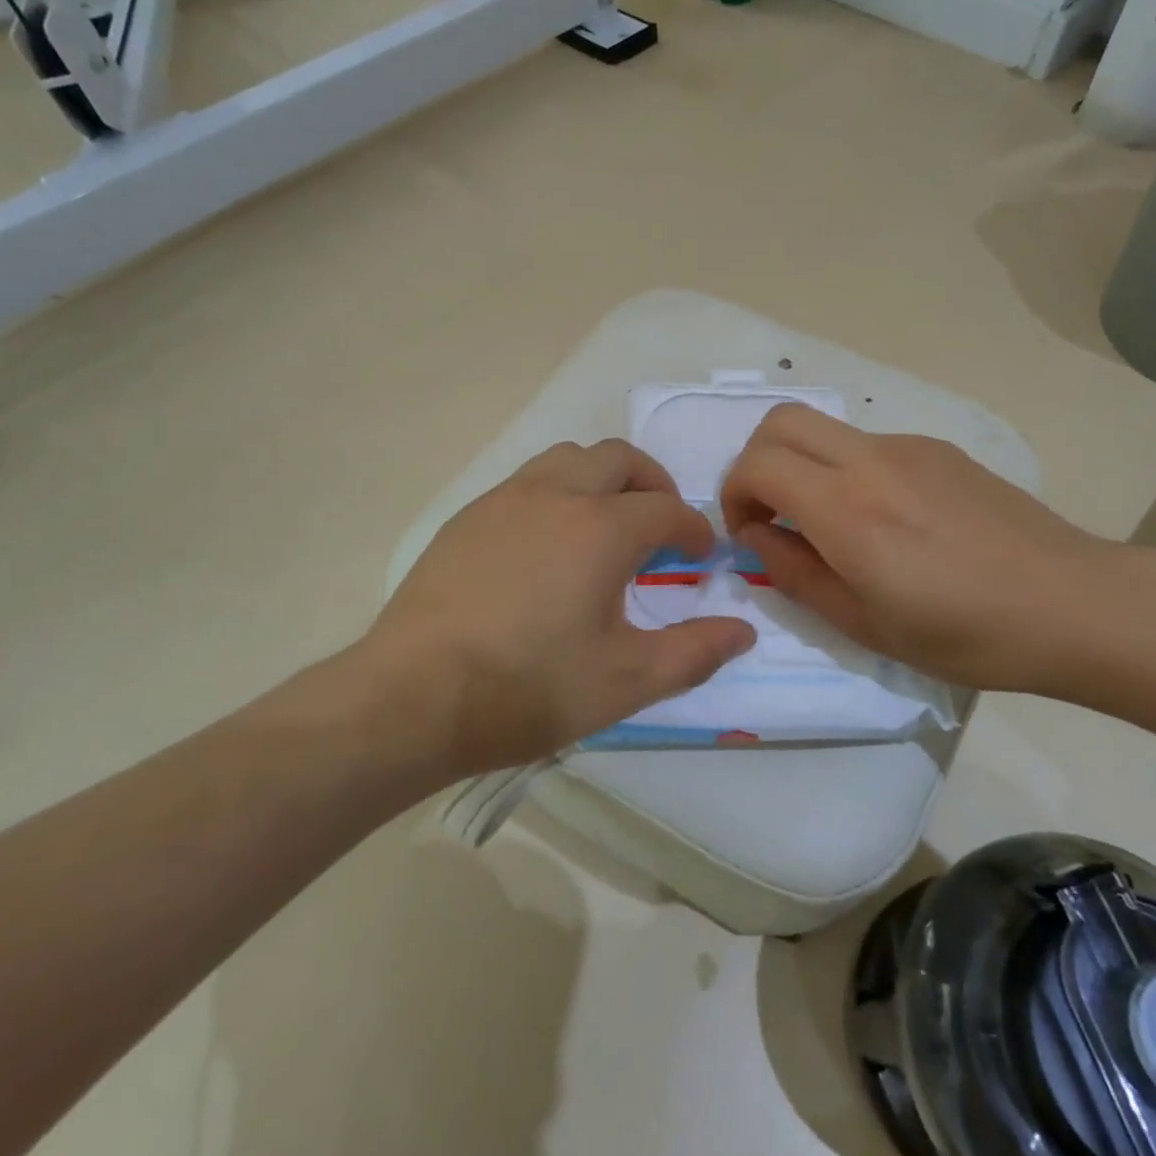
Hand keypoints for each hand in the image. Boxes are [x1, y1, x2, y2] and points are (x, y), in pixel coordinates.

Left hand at [361, 440, 755, 775]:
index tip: (701, 555)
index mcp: (600, 528)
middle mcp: (556, 495)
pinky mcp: (468, 516)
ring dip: (602, 478)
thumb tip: (743, 633)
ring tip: (607, 525)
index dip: (693, 529)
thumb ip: (693, 653)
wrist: (411, 697)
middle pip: (618, 458)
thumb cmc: (528, 689)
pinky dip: (558, 492)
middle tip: (661, 526)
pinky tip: (548, 544)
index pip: (666, 510)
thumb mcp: (625, 682)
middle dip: (653, 483)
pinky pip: (528, 481)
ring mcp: (505, 499)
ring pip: (568, 458)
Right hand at [719, 405, 1121, 695]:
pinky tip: (888, 522)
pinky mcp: (939, 449)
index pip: (757, 463)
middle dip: (755, 461)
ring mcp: (908, 447)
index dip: (734, 494)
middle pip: (780, 420)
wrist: (1073, 604)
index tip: (749, 534)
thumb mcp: (863, 624)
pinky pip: (869, 445)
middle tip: (772, 514)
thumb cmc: (965, 633)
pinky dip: (847, 471)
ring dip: (803, 465)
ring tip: (833, 526)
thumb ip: (795, 573)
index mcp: (847, 509)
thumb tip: (758, 535)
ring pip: (825, 430)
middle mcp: (871, 460)